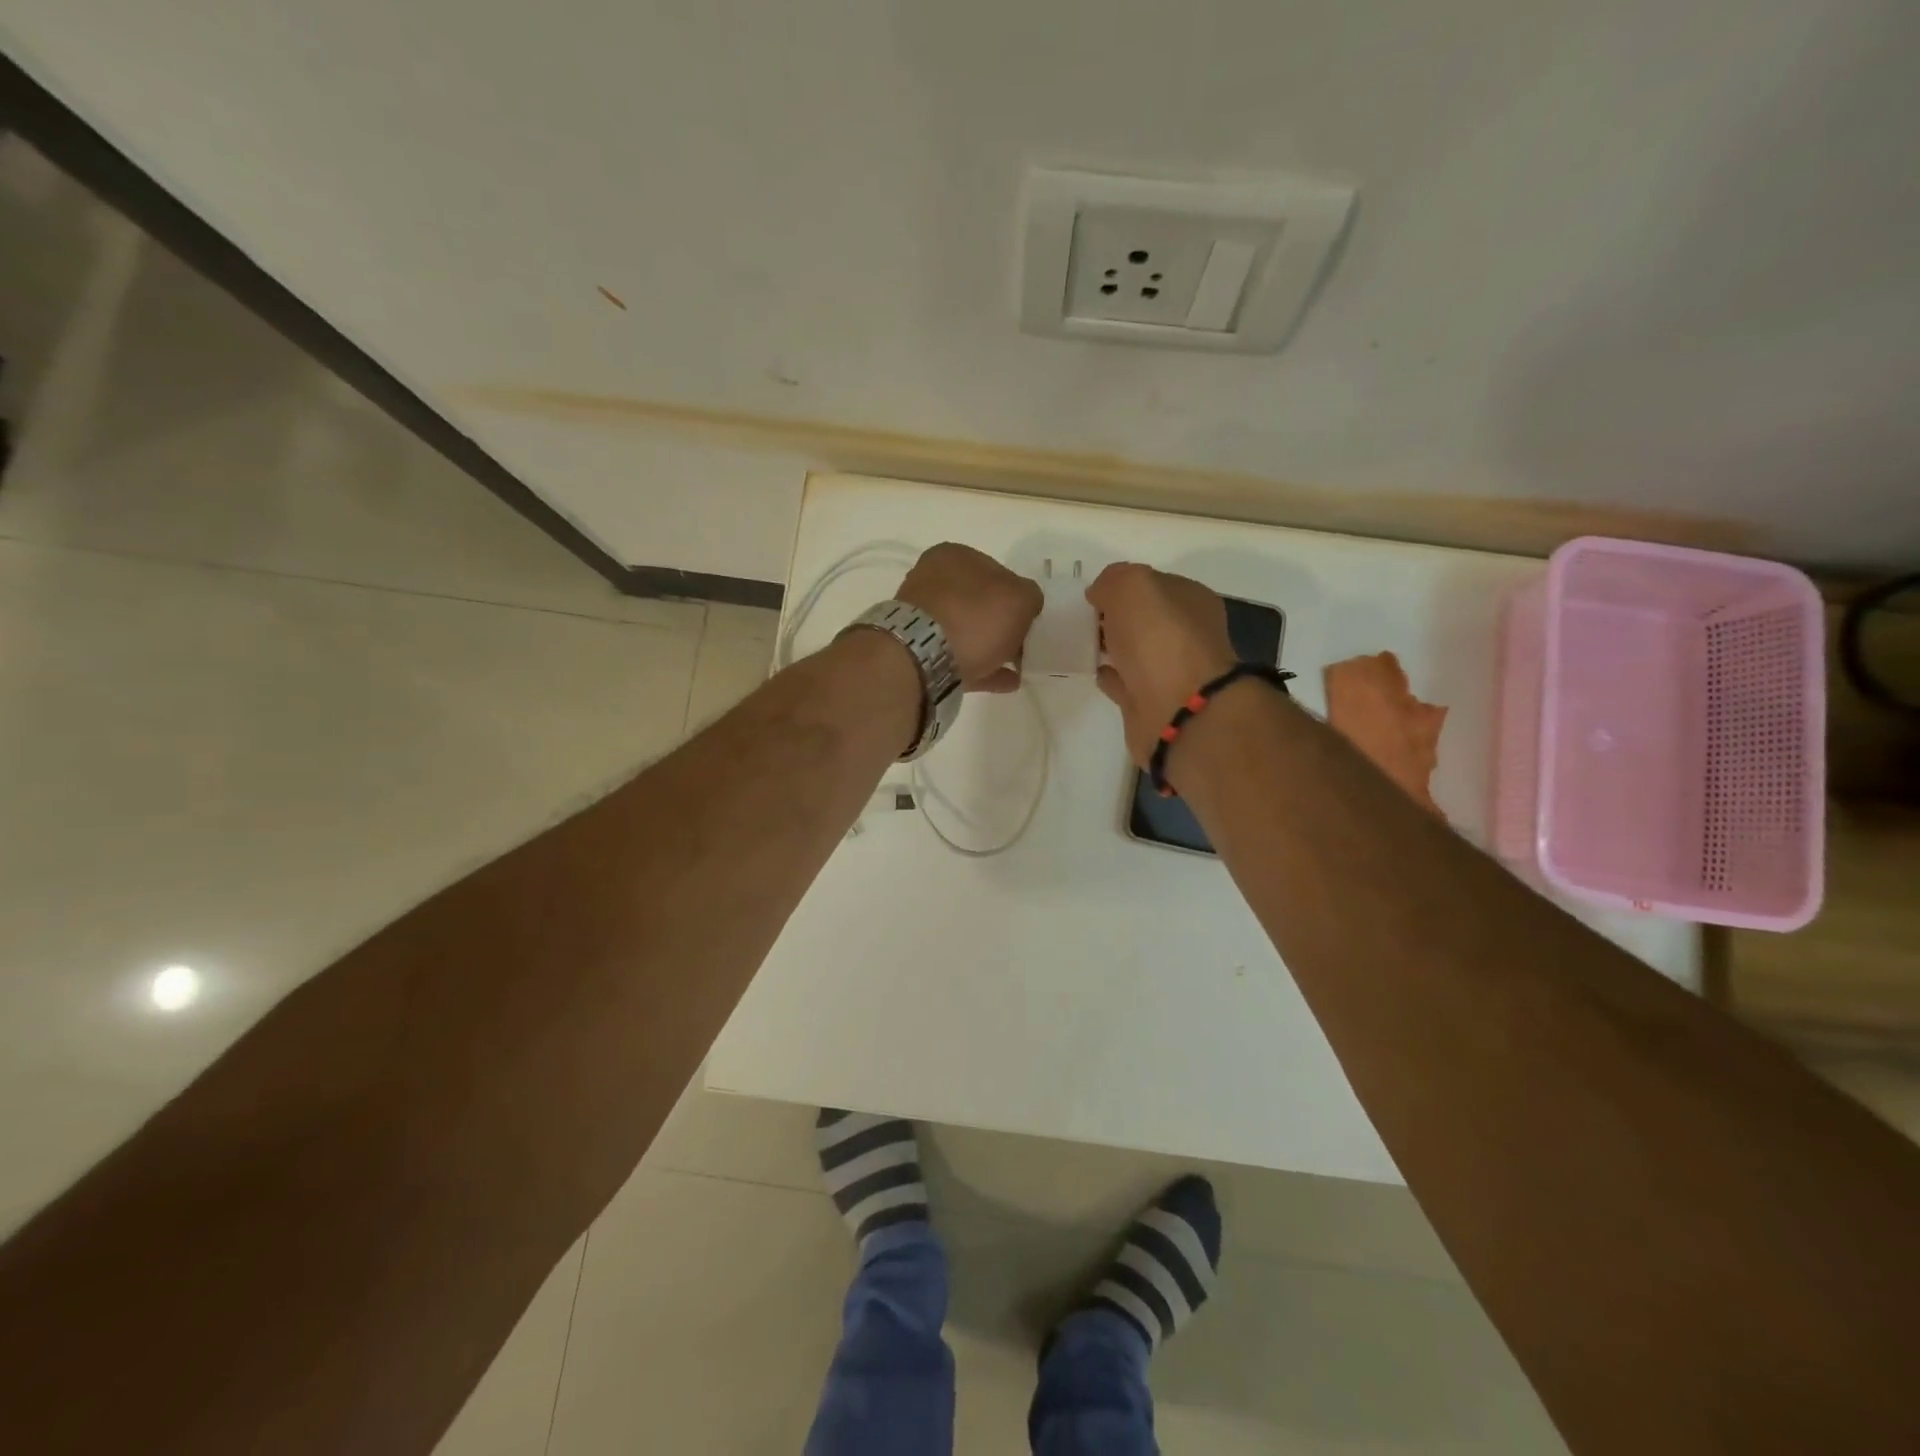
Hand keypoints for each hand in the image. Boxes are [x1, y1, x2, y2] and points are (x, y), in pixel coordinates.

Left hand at [897, 543, 1043, 691]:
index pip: (996, 571)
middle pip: (978, 603)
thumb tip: (1025, 605)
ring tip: (1017, 669)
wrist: (923, 657)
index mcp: (955, 556)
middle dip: (1001, 624)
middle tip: (1023, 646)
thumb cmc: (975, 616)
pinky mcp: (916, 650)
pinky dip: (982, 668)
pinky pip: (957, 657)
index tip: (1029, 619)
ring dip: (992, 648)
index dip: (1016, 596)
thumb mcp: (1021, 598)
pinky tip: (1005, 682)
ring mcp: (920, 616)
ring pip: (966, 631)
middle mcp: (932, 579)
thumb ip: (1030, 597)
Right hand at [1086, 562, 1236, 765]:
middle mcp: (1185, 634)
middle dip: (1116, 616)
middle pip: (1144, 619)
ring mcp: (1170, 671)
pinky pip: (1124, 681)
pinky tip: (1092, 670)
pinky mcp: (1151, 702)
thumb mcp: (1132, 586)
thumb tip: (1101, 595)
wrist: (1177, 710)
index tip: (1092, 594)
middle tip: (1082, 618)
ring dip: (1111, 646)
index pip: (1153, 584)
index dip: (1123, 585)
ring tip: (1080, 642)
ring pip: (1133, 650)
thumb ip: (1113, 580)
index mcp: (1191, 600)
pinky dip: (1110, 675)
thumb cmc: (1160, 639)